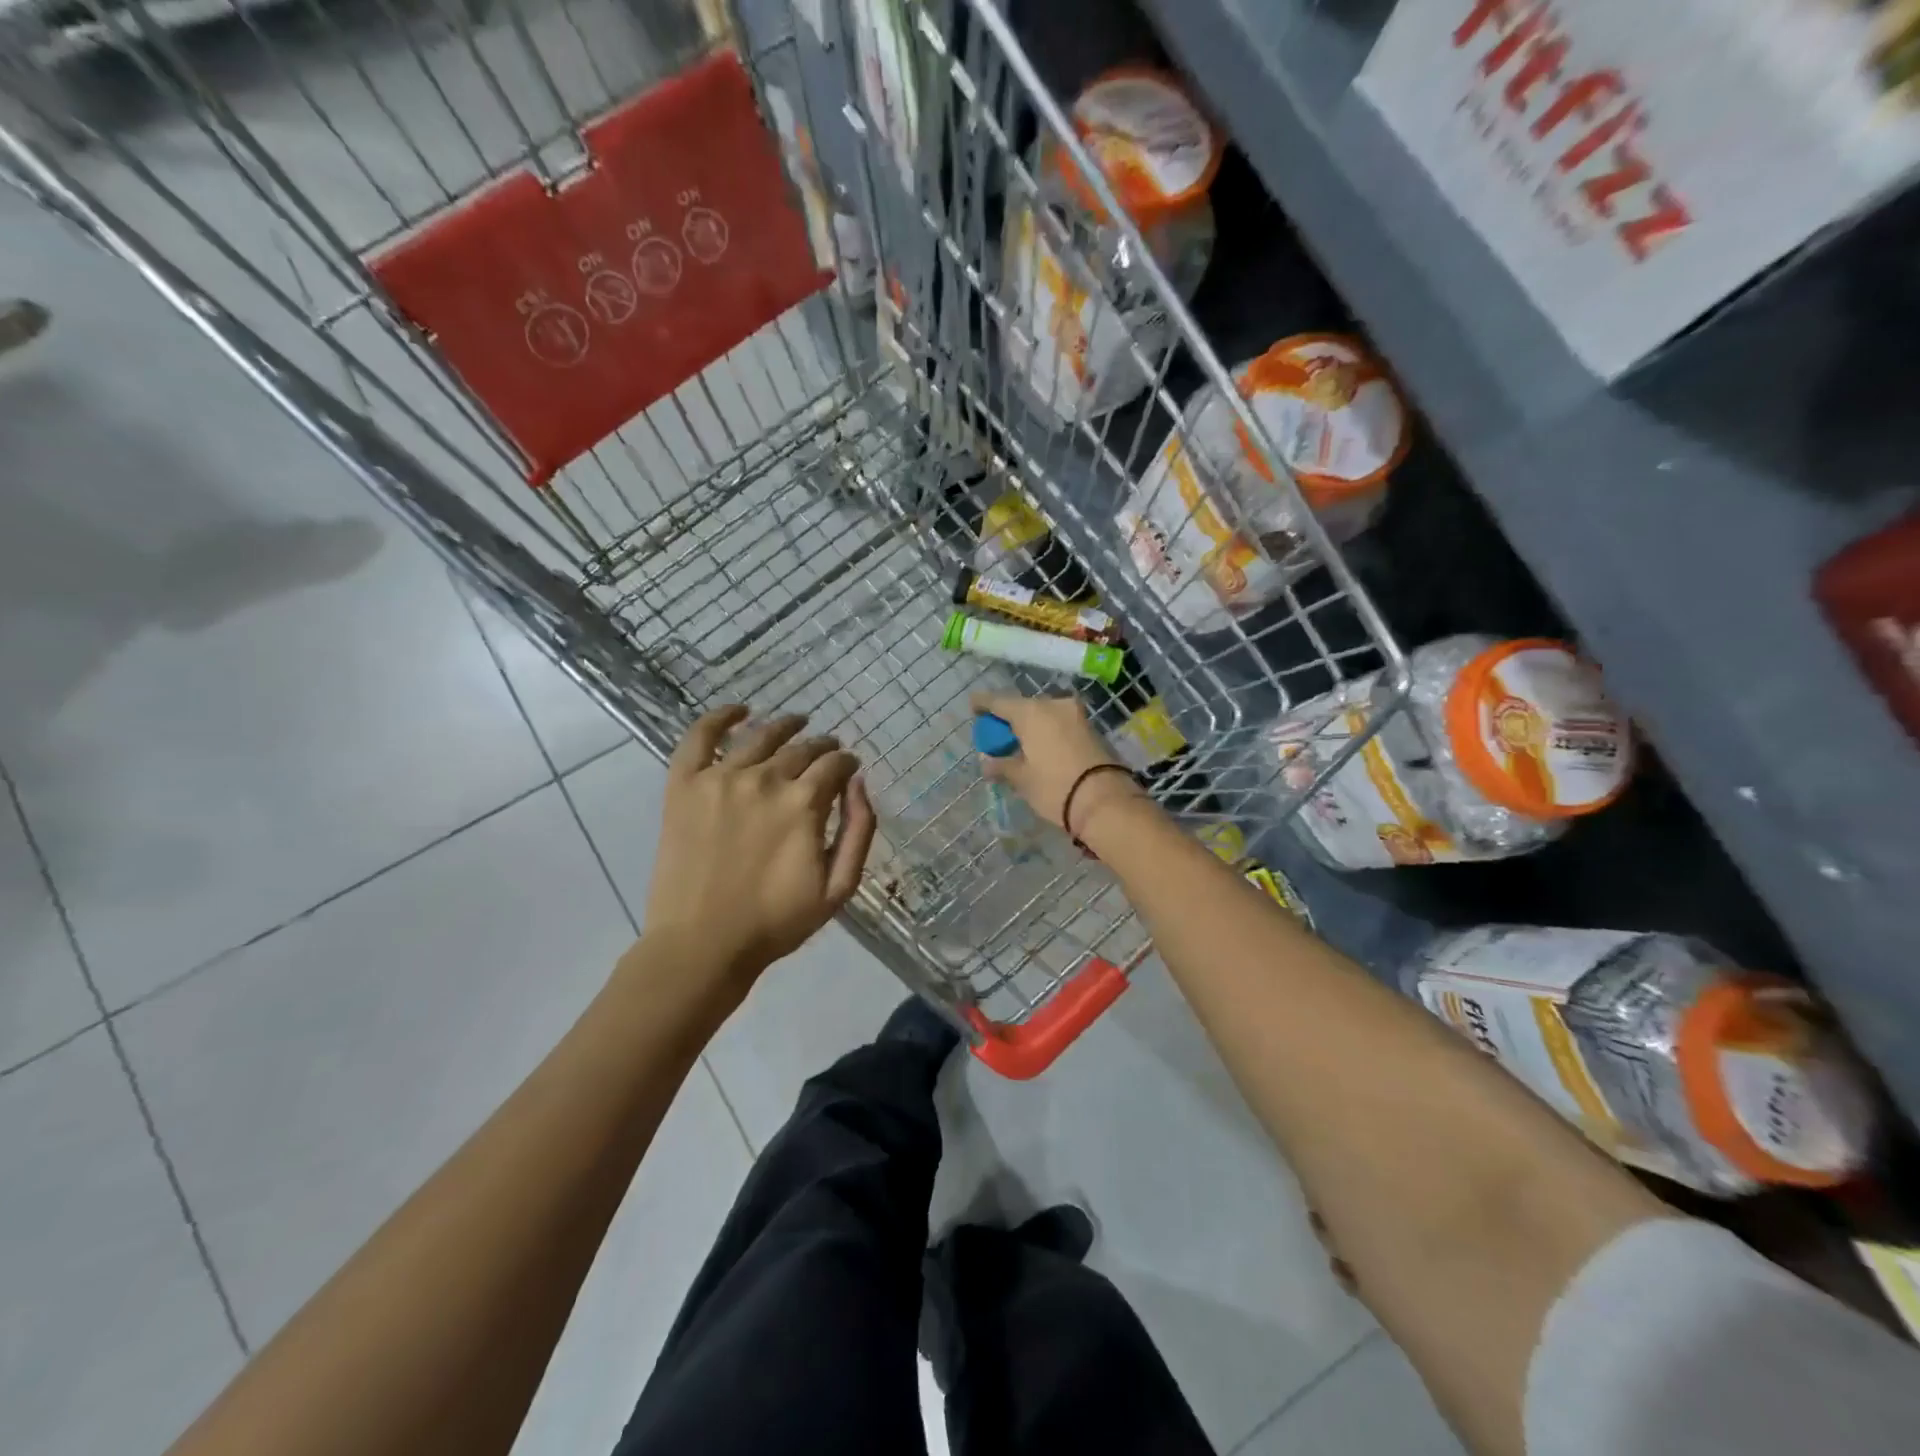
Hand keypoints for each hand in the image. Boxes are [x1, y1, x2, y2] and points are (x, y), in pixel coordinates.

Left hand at [642, 706, 876, 986]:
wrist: (702, 945)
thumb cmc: (776, 922)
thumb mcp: (838, 887)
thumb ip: (859, 830)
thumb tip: (859, 782)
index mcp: (803, 804)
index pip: (834, 765)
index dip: (847, 763)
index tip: (850, 767)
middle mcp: (764, 780)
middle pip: (801, 748)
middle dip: (822, 746)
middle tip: (828, 751)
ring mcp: (720, 778)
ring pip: (760, 736)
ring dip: (785, 726)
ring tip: (797, 723)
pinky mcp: (684, 785)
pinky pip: (700, 737)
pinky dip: (720, 717)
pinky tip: (739, 711)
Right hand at [969, 691, 1144, 836]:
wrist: (1105, 801)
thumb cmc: (1054, 787)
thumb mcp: (1022, 779)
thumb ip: (1001, 766)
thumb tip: (986, 762)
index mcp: (1030, 712)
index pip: (999, 701)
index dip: (983, 703)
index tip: (973, 706)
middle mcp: (1053, 705)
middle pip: (1023, 706)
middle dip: (1009, 718)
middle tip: (998, 734)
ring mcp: (1074, 715)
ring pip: (1044, 714)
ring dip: (1030, 725)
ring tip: (1019, 744)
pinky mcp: (1090, 728)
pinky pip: (1059, 724)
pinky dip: (1046, 732)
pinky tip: (1040, 747)